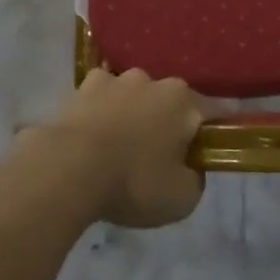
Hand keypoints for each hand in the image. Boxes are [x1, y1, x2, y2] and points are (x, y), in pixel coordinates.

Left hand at [32, 68, 210, 227]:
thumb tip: (190, 167)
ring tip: (120, 148)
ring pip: (132, 96)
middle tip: (159, 157)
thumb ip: (195, 178)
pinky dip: (100, 113)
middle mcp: (151, 81)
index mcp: (182, 101)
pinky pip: (99, 99)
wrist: (67, 169)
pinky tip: (93, 137)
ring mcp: (113, 80)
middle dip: (167, 123)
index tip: (206, 153)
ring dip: (132, 115)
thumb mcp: (182, 198)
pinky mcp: (80, 89)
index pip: (212, 112)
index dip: (212, 134)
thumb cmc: (133, 182)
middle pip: (168, 101)